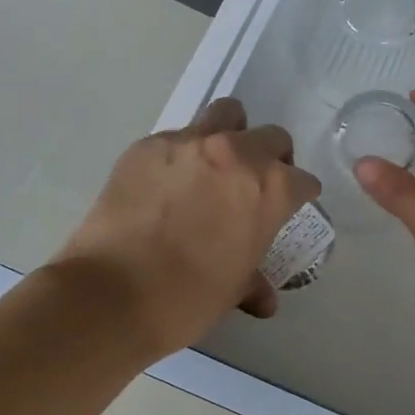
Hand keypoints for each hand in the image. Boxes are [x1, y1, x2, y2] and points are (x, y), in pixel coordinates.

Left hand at [54, 98, 319, 354]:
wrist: (112, 295)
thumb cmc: (188, 299)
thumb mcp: (233, 290)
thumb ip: (253, 281)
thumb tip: (264, 298)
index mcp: (270, 189)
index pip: (302, 181)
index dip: (297, 197)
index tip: (287, 209)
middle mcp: (237, 154)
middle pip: (272, 137)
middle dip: (271, 158)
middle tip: (253, 186)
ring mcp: (190, 143)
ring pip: (226, 115)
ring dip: (231, 134)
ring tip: (215, 165)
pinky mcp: (148, 146)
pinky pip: (176, 138)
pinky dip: (182, 155)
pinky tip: (165, 185)